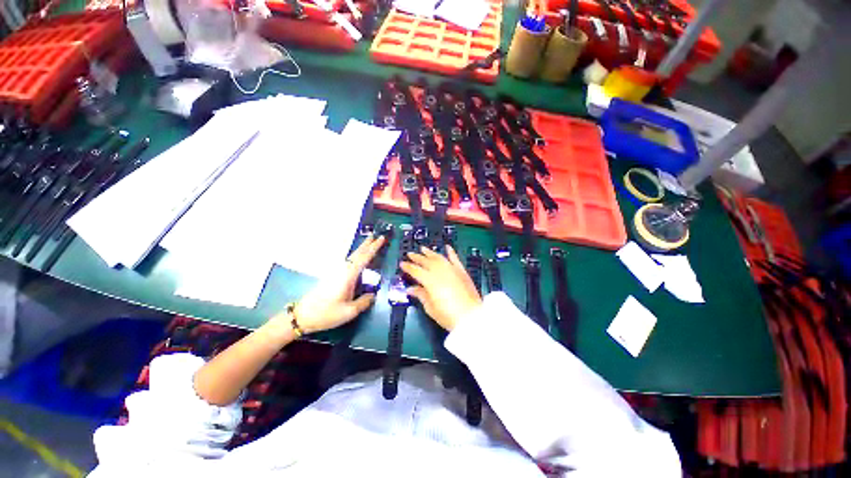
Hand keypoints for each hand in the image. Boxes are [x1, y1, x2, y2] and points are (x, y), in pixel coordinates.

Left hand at [276, 235, 386, 333]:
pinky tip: (357, 258)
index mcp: (348, 276)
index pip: (364, 258)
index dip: (374, 248)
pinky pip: (348, 261)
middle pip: (357, 254)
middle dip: (367, 244)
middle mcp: (342, 270)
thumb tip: (373, 295)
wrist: (302, 316)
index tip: (381, 239)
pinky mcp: (332, 276)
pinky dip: (356, 256)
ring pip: (352, 256)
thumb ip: (364, 302)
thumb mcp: (349, 312)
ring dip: (362, 249)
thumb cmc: (326, 314)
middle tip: (377, 235)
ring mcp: (336, 272)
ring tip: (369, 243)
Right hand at [401, 245, 481, 330]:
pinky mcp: (461, 271)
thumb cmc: (448, 315)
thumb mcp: (430, 308)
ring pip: (438, 257)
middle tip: (410, 254)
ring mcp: (452, 269)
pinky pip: (455, 259)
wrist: (471, 316)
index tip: (402, 263)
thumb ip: (421, 295)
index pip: (416, 271)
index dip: (408, 267)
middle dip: (417, 257)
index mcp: (430, 280)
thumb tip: (410, 289)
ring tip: (423, 248)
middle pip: (426, 262)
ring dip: (430, 252)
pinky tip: (447, 247)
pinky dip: (451, 252)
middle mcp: (440, 271)